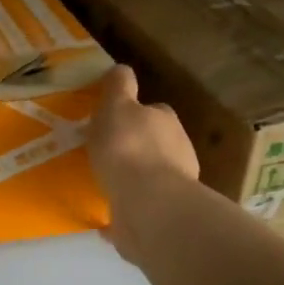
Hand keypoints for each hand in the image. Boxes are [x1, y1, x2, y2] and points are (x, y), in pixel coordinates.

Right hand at [88, 66, 200, 267]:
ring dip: (133, 178)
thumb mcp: (116, 105)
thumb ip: (119, 86)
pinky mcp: (163, 214)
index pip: (154, 111)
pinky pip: (141, 208)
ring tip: (105, 183)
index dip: (134, 113)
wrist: (147, 202)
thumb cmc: (128, 146)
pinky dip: (128, 209)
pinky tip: (107, 216)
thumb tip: (121, 68)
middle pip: (155, 143)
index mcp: (166, 121)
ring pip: (150, 175)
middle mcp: (178, 151)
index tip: (114, 121)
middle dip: (136, 146)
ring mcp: (175, 185)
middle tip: (106, 153)